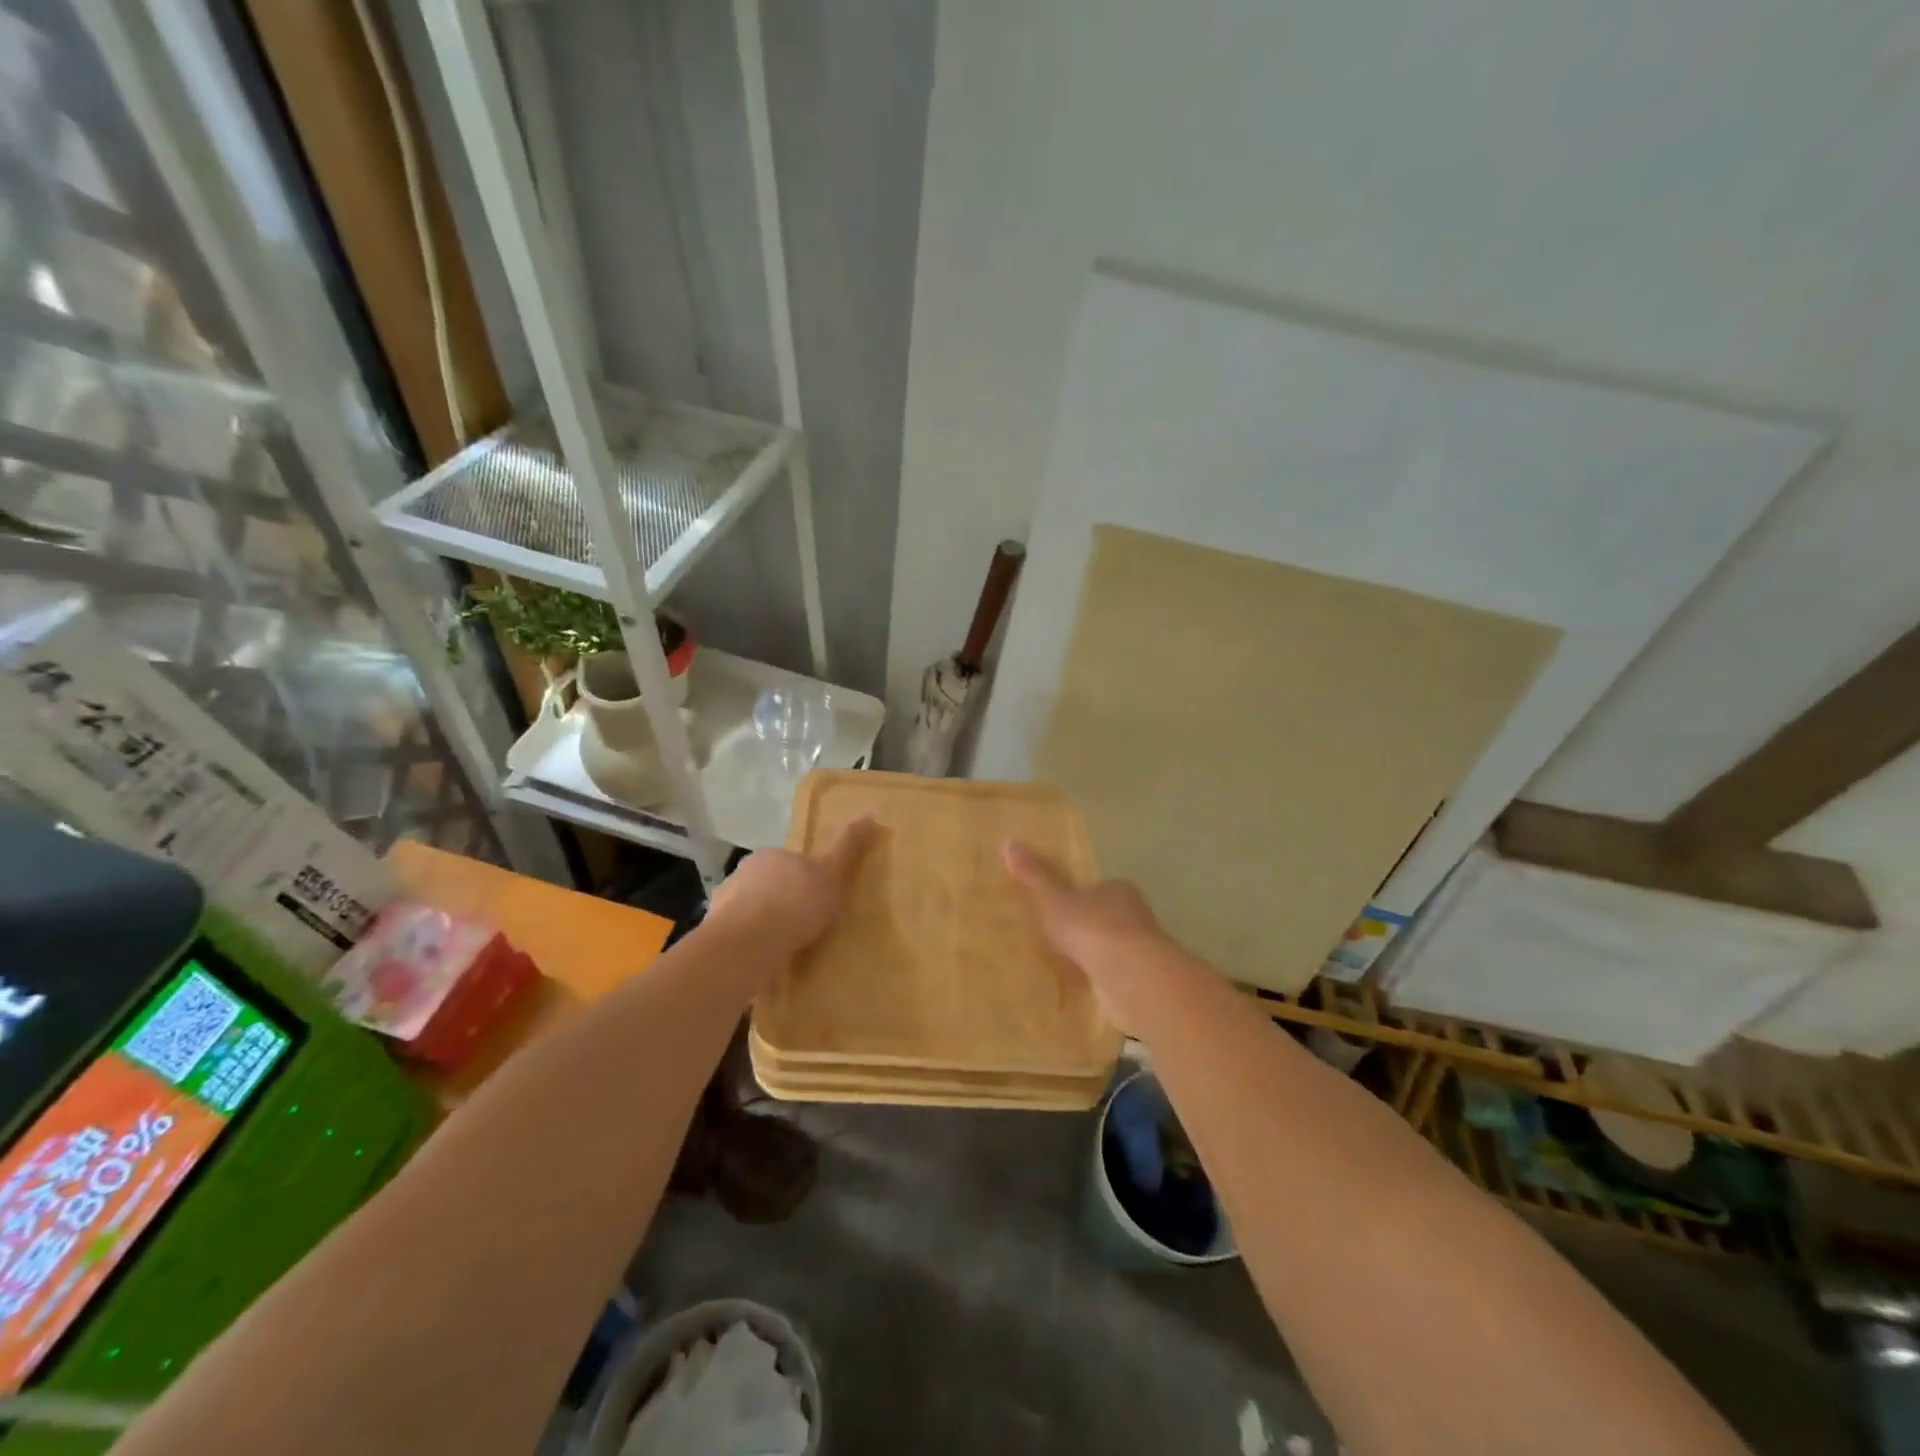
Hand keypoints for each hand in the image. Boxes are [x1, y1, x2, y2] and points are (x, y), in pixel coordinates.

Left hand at [706, 816, 878, 960]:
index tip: (818, 900)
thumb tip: (870, 814)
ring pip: (750, 912)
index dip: (805, 880)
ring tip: (785, 951)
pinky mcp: (716, 935)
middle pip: (768, 886)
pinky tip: (764, 964)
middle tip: (805, 927)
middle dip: (782, 902)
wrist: (749, 942)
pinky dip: (750, 947)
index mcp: (771, 855)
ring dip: (764, 926)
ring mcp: (724, 904)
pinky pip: (739, 938)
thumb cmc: (796, 903)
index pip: (791, 863)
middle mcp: (743, 873)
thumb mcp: (831, 874)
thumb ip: (847, 847)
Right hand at [1002, 840, 1168, 1021]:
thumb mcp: (1053, 900)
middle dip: (1089, 927)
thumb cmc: (1092, 928)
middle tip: (1061, 938)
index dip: (1082, 896)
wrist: (1131, 977)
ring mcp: (1143, 950)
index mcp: (1118, 890)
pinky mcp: (1143, 981)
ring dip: (1097, 955)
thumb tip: (1009, 842)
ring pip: (1115, 948)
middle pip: (1110, 917)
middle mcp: (1136, 915)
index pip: (1100, 888)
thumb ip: (1035, 876)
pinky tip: (1085, 988)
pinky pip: (1116, 976)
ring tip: (1068, 965)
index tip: (1062, 907)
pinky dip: (1103, 980)